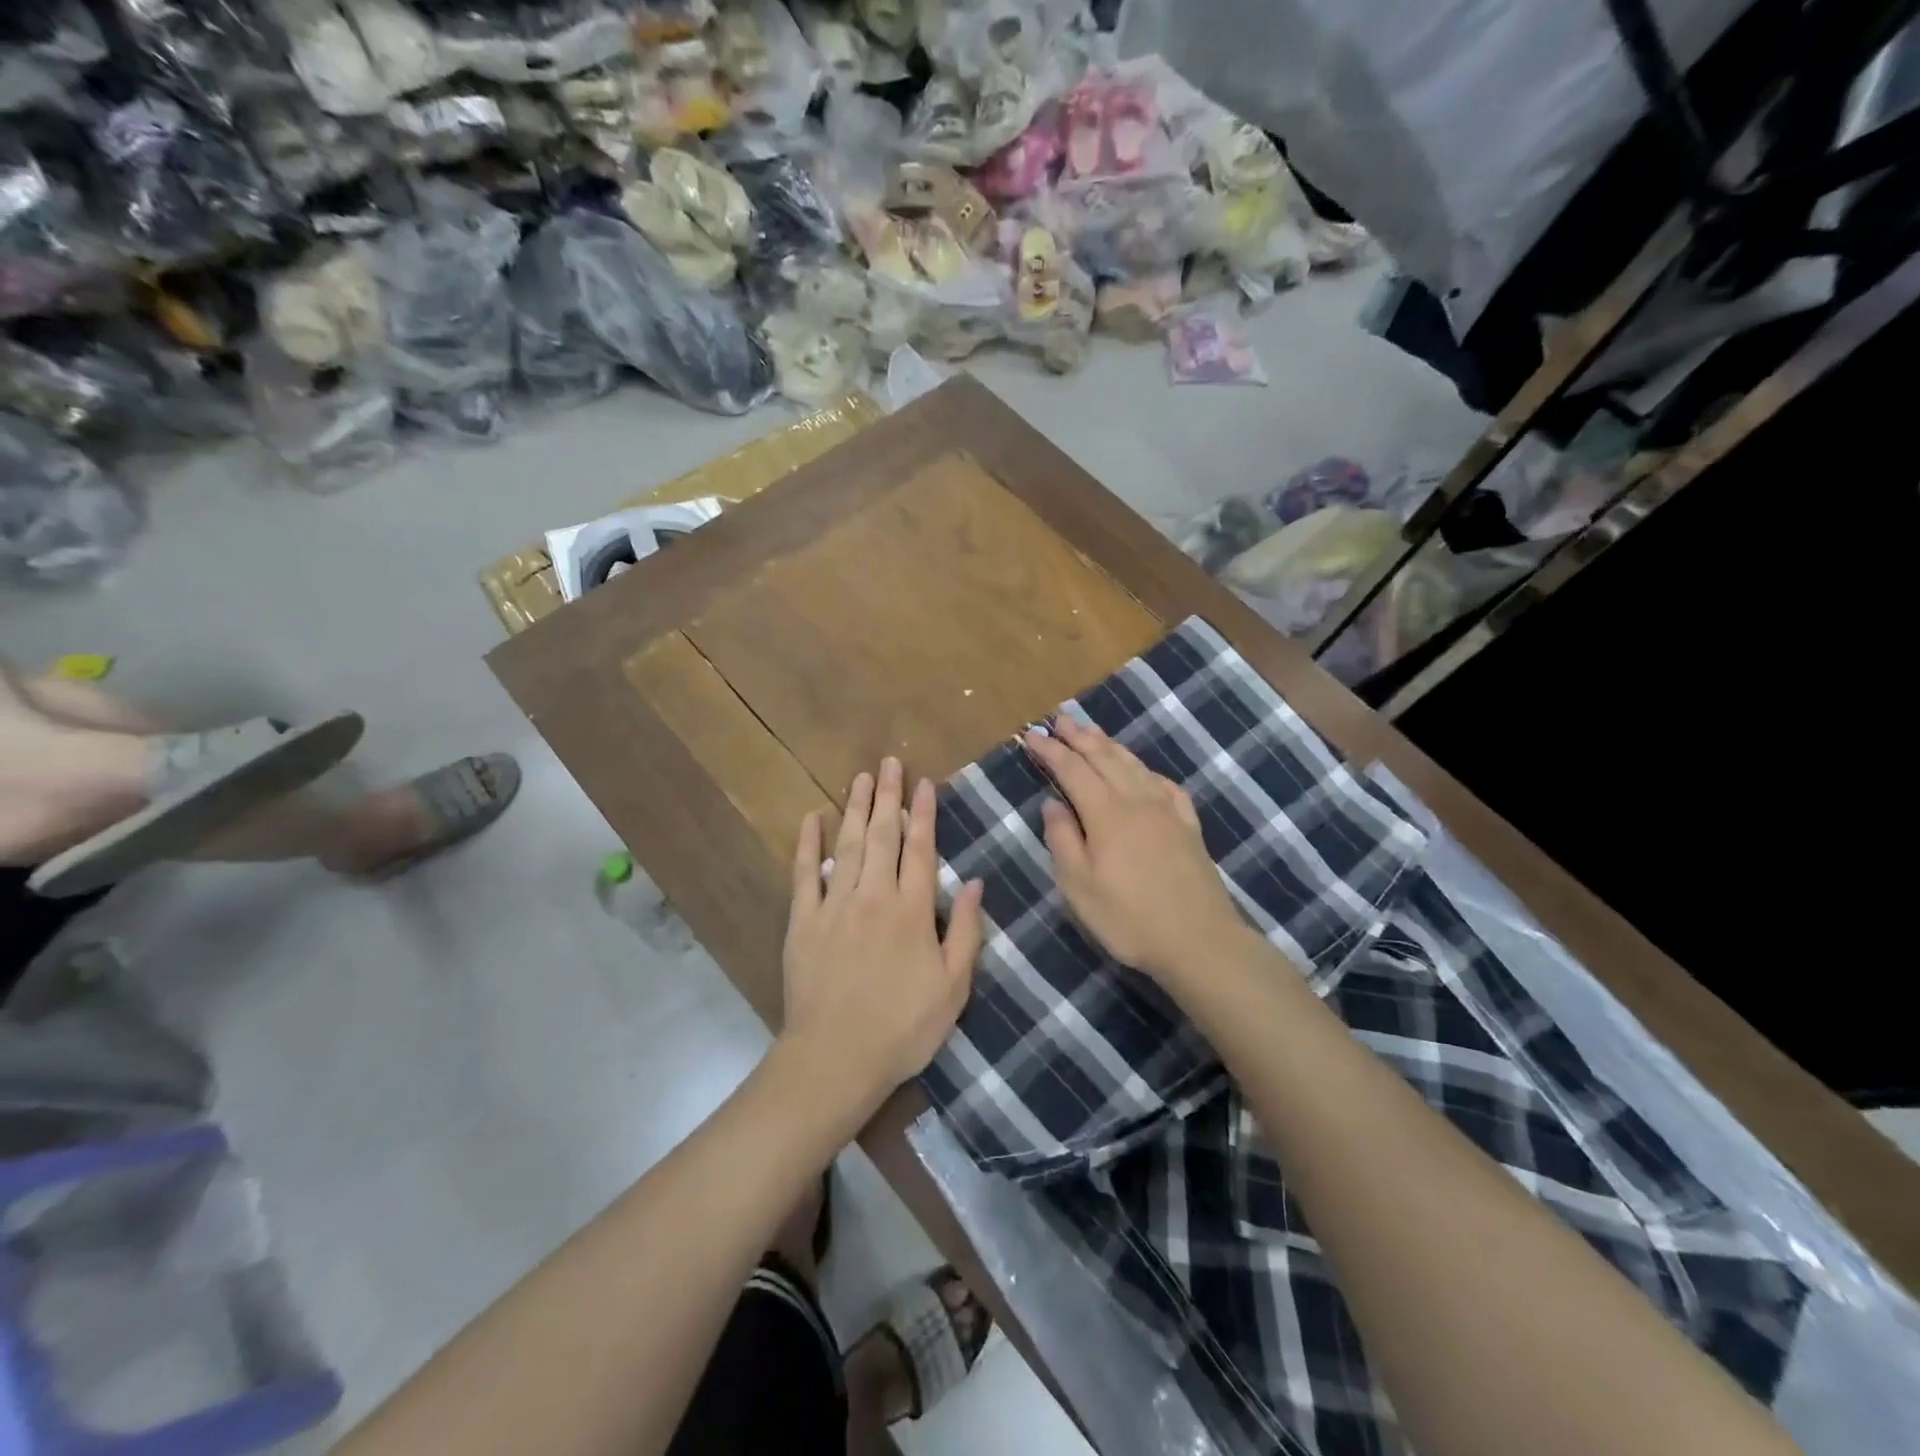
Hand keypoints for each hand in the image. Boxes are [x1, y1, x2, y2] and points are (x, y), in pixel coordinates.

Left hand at [779, 757, 985, 1117]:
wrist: (836, 1057)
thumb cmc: (904, 1027)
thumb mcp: (953, 986)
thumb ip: (965, 930)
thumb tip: (976, 882)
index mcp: (912, 910)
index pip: (920, 849)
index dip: (923, 813)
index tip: (924, 782)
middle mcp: (874, 896)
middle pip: (883, 835)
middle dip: (888, 796)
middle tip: (889, 763)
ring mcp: (835, 905)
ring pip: (848, 845)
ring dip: (855, 808)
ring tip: (860, 778)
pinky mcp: (804, 921)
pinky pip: (806, 874)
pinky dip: (808, 844)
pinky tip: (811, 819)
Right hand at [1028, 714, 1246, 982]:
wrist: (1199, 940)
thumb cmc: (1129, 918)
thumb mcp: (1079, 887)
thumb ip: (1063, 840)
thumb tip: (1052, 804)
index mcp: (1105, 813)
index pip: (1072, 770)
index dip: (1051, 751)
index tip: (1032, 735)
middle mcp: (1136, 801)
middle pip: (1104, 758)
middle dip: (1079, 737)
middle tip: (1060, 721)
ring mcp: (1167, 811)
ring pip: (1135, 765)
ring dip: (1110, 746)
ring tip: (1093, 733)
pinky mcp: (1189, 826)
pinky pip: (1166, 785)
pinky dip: (1148, 771)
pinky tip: (1145, 772)